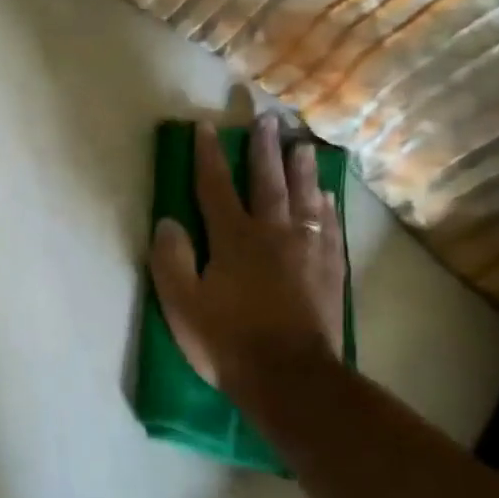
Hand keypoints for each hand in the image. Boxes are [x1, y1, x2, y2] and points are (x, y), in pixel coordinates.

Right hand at [150, 115, 345, 392]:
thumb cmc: (226, 339)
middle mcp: (273, 234)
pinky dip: (326, 206)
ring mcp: (307, 251)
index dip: (208, 156)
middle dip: (263, 150)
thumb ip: (171, 258)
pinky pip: (329, 227)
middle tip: (267, 120)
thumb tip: (168, 221)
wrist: (290, 377)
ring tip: (302, 146)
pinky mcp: (329, 271)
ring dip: (301, 170)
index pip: (215, 187)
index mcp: (233, 239)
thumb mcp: (180, 302)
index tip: (205, 128)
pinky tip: (326, 197)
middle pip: (267, 183)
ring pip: (305, 199)